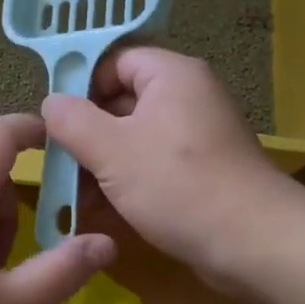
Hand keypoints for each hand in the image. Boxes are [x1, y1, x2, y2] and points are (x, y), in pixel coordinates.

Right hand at [42, 47, 298, 289]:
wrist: (253, 243)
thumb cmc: (177, 185)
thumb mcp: (111, 150)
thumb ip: (72, 120)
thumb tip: (51, 102)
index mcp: (172, 75)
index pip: (115, 60)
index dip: (81, 85)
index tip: (56, 121)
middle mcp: (189, 96)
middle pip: (124, 100)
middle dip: (88, 132)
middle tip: (58, 162)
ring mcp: (199, 135)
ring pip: (137, 137)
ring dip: (104, 163)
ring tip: (73, 194)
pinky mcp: (204, 170)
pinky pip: (156, 164)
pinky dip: (129, 181)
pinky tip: (103, 210)